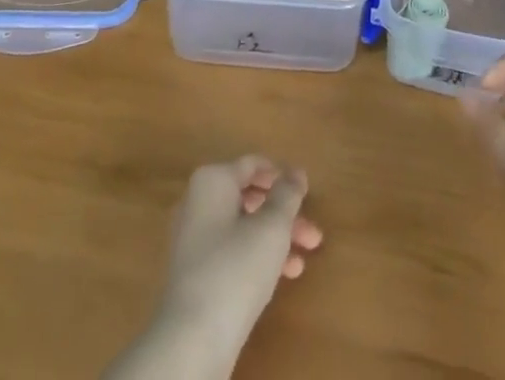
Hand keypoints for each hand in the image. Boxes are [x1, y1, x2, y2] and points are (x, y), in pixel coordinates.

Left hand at [105, 157, 322, 379]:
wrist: (193, 340)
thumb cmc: (236, 268)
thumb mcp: (272, 227)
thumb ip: (287, 195)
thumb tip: (296, 173)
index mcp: (212, 180)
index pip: (252, 165)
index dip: (281, 175)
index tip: (306, 192)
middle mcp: (198, 202)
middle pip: (250, 199)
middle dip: (284, 215)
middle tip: (312, 234)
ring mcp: (193, 238)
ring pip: (243, 228)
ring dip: (275, 240)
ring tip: (302, 260)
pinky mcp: (194, 272)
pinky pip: (231, 251)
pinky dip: (256, 257)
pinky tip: (280, 277)